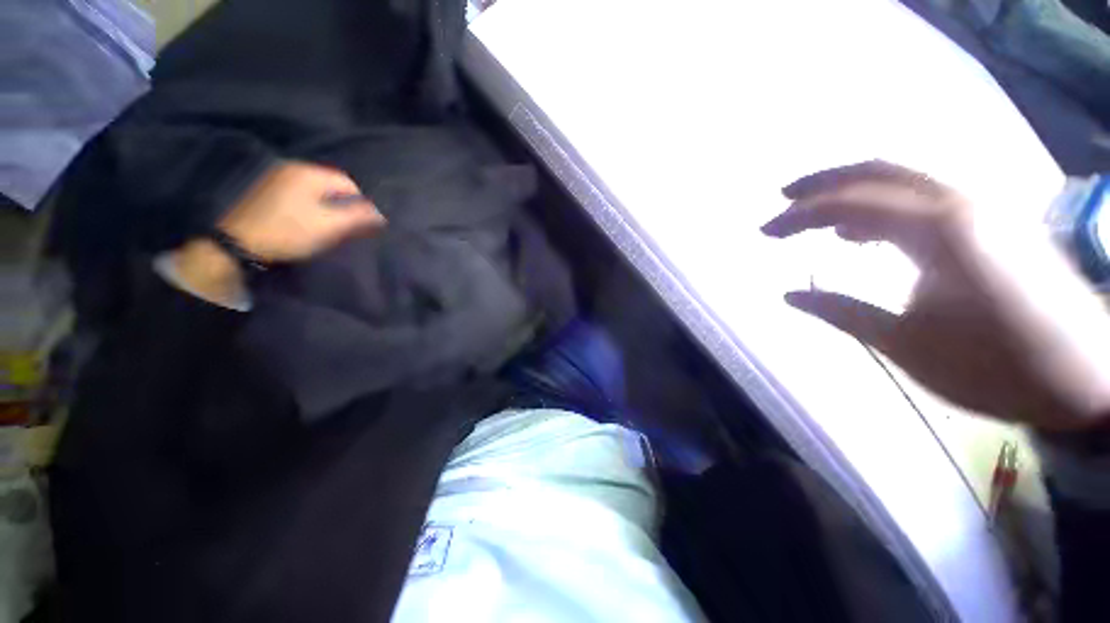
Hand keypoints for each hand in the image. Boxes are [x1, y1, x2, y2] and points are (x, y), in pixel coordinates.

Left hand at [169, 162, 382, 306]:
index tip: (361, 223)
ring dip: (327, 205)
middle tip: (345, 226)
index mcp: (308, 173)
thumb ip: (358, 216)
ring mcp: (276, 177)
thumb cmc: (289, 231)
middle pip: (331, 185)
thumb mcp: (329, 226)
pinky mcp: (266, 189)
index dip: (360, 203)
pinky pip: (300, 193)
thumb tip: (380, 213)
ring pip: (315, 190)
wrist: (238, 243)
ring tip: (327, 225)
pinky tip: (306, 221)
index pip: (348, 183)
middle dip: (343, 204)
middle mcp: (292, 168)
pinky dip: (310, 205)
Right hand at [762, 160, 1109, 430]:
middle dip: (824, 182)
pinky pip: (924, 199)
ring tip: (814, 216)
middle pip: (879, 171)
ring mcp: (982, 209)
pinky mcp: (992, 223)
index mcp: (940, 231)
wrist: (1086, 377)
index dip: (800, 215)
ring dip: (852, 192)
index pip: (851, 204)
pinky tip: (865, 232)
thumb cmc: (996, 367)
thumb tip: (789, 295)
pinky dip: (884, 207)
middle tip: (783, 198)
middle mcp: (961, 204)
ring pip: (903, 181)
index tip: (764, 231)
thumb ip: (843, 312)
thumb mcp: (907, 345)